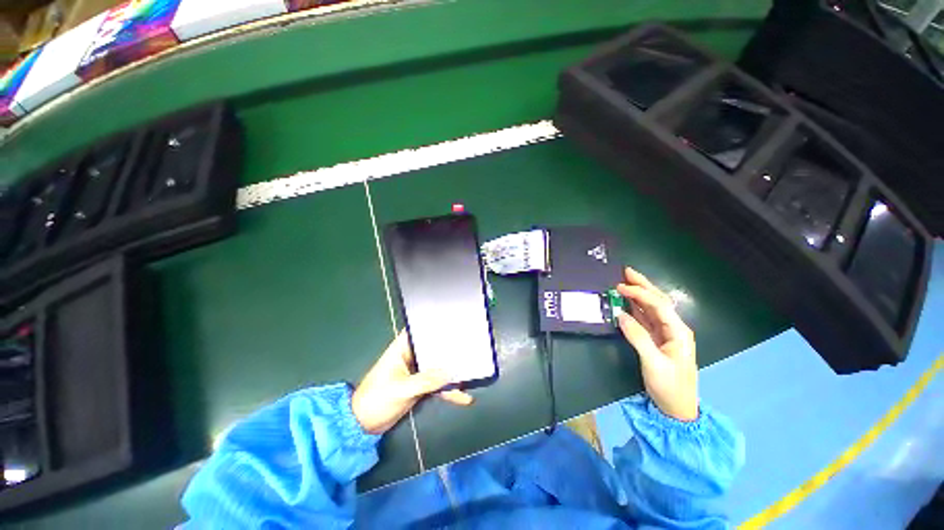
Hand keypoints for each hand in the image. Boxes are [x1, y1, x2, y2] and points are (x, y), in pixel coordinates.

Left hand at [352, 331, 473, 433]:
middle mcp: (411, 356)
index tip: (455, 322)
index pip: (419, 330)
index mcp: (402, 348)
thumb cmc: (375, 400)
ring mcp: (417, 371)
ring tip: (472, 371)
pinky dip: (448, 389)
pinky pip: (437, 384)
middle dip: (450, 348)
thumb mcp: (400, 389)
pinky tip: (463, 396)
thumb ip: (425, 380)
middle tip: (471, 345)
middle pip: (433, 348)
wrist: (364, 425)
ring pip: (438, 366)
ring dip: (452, 371)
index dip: (435, 324)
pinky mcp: (420, 385)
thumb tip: (450, 372)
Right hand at [616, 267, 698, 421]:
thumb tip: (620, 315)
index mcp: (678, 331)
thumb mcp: (653, 363)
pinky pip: (644, 319)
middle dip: (643, 285)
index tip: (620, 287)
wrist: (678, 409)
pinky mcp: (656, 340)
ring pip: (651, 308)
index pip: (658, 305)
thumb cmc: (670, 387)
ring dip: (638, 294)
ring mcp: (665, 334)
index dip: (639, 293)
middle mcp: (673, 328)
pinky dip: (634, 308)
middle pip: (658, 301)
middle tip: (626, 272)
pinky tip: (626, 302)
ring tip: (625, 282)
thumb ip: (637, 337)